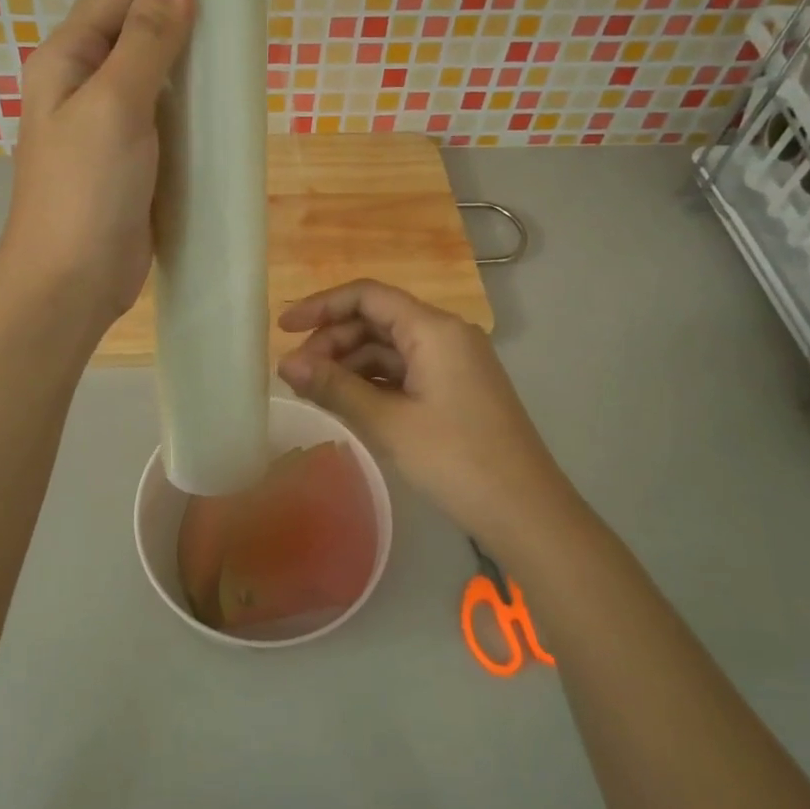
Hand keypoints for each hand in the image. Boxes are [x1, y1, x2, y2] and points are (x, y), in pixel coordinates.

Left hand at [0, 0, 194, 331]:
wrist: (71, 283)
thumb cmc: (85, 190)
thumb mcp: (115, 105)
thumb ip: (147, 39)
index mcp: (67, 57)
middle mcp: (86, 82)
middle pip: (139, 27)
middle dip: (185, 7)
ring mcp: (112, 122)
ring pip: (158, 73)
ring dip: (193, 56)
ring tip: (244, 37)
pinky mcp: (137, 157)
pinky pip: (168, 115)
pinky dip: (194, 102)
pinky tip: (227, 95)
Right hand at [277, 280, 571, 547]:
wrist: (526, 512)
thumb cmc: (456, 460)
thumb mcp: (389, 422)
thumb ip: (335, 387)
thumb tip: (285, 364)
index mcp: (434, 329)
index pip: (368, 296)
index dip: (321, 306)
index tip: (283, 328)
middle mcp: (445, 334)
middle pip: (376, 320)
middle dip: (332, 341)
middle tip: (295, 374)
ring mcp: (453, 362)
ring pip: (388, 347)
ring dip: (349, 364)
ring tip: (314, 391)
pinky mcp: (454, 388)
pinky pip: (404, 371)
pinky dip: (372, 382)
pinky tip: (346, 402)